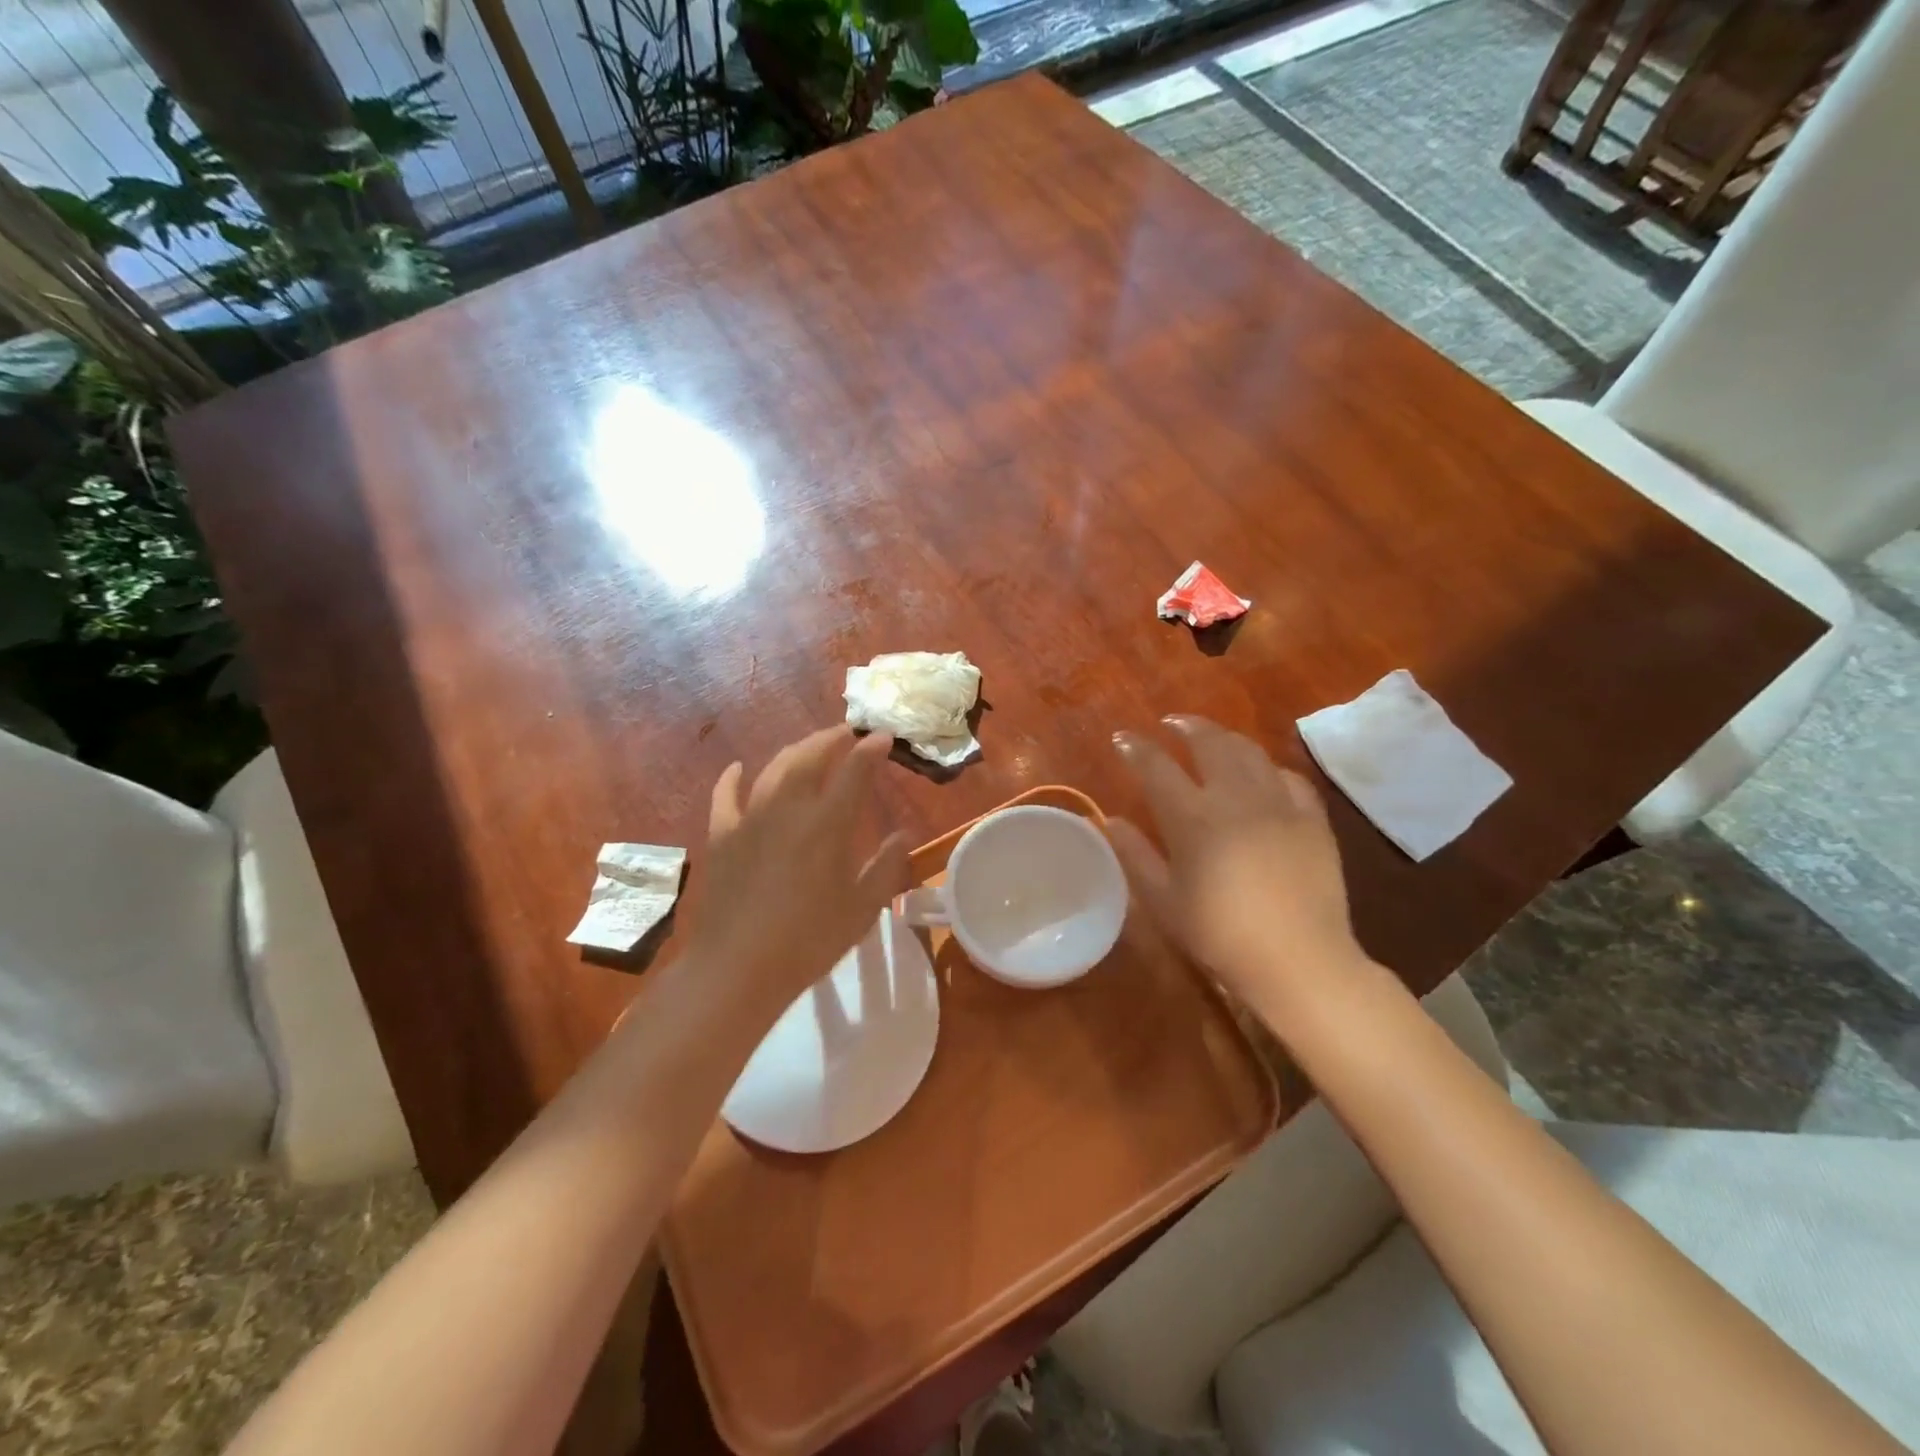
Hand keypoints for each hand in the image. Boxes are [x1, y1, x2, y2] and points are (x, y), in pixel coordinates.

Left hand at [682, 727, 910, 1024]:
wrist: (738, 968)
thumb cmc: (808, 941)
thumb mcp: (862, 909)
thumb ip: (886, 866)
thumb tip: (903, 835)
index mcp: (828, 824)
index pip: (855, 771)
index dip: (871, 750)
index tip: (884, 737)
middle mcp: (789, 808)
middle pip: (811, 757)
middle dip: (832, 738)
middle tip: (848, 734)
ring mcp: (750, 818)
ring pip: (774, 768)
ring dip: (796, 751)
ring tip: (811, 747)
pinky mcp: (722, 835)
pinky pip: (726, 795)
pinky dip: (733, 777)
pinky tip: (738, 767)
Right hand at [1110, 716, 1364, 1005]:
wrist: (1298, 960)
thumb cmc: (1219, 935)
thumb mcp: (1164, 901)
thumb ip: (1136, 855)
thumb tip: (1112, 821)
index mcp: (1192, 818)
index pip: (1156, 768)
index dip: (1137, 748)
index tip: (1123, 738)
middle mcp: (1234, 798)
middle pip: (1208, 743)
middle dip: (1186, 727)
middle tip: (1171, 724)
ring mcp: (1278, 804)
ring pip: (1249, 752)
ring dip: (1225, 737)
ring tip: (1212, 737)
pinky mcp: (1312, 819)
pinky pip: (1289, 777)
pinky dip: (1268, 768)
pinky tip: (1262, 774)